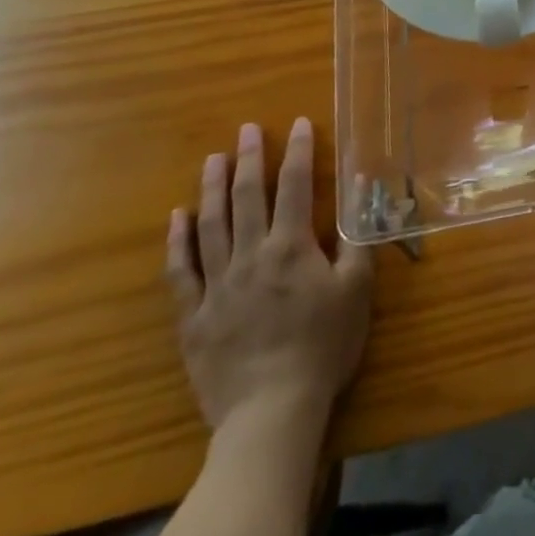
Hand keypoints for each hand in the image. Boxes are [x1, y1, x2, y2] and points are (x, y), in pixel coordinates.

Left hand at [166, 119, 373, 435]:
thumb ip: (355, 235)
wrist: (271, 412)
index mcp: (291, 246)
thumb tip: (357, 185)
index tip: (299, 123)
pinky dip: (178, 242)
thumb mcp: (356, 289)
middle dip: (249, 159)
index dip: (298, 151)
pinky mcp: (193, 317)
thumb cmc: (323, 346)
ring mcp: (217, 286)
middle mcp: (251, 256)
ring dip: (211, 189)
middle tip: (246, 129)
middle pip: (247, 197)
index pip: (294, 185)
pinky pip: (181, 272)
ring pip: (211, 226)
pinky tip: (177, 218)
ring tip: (212, 159)